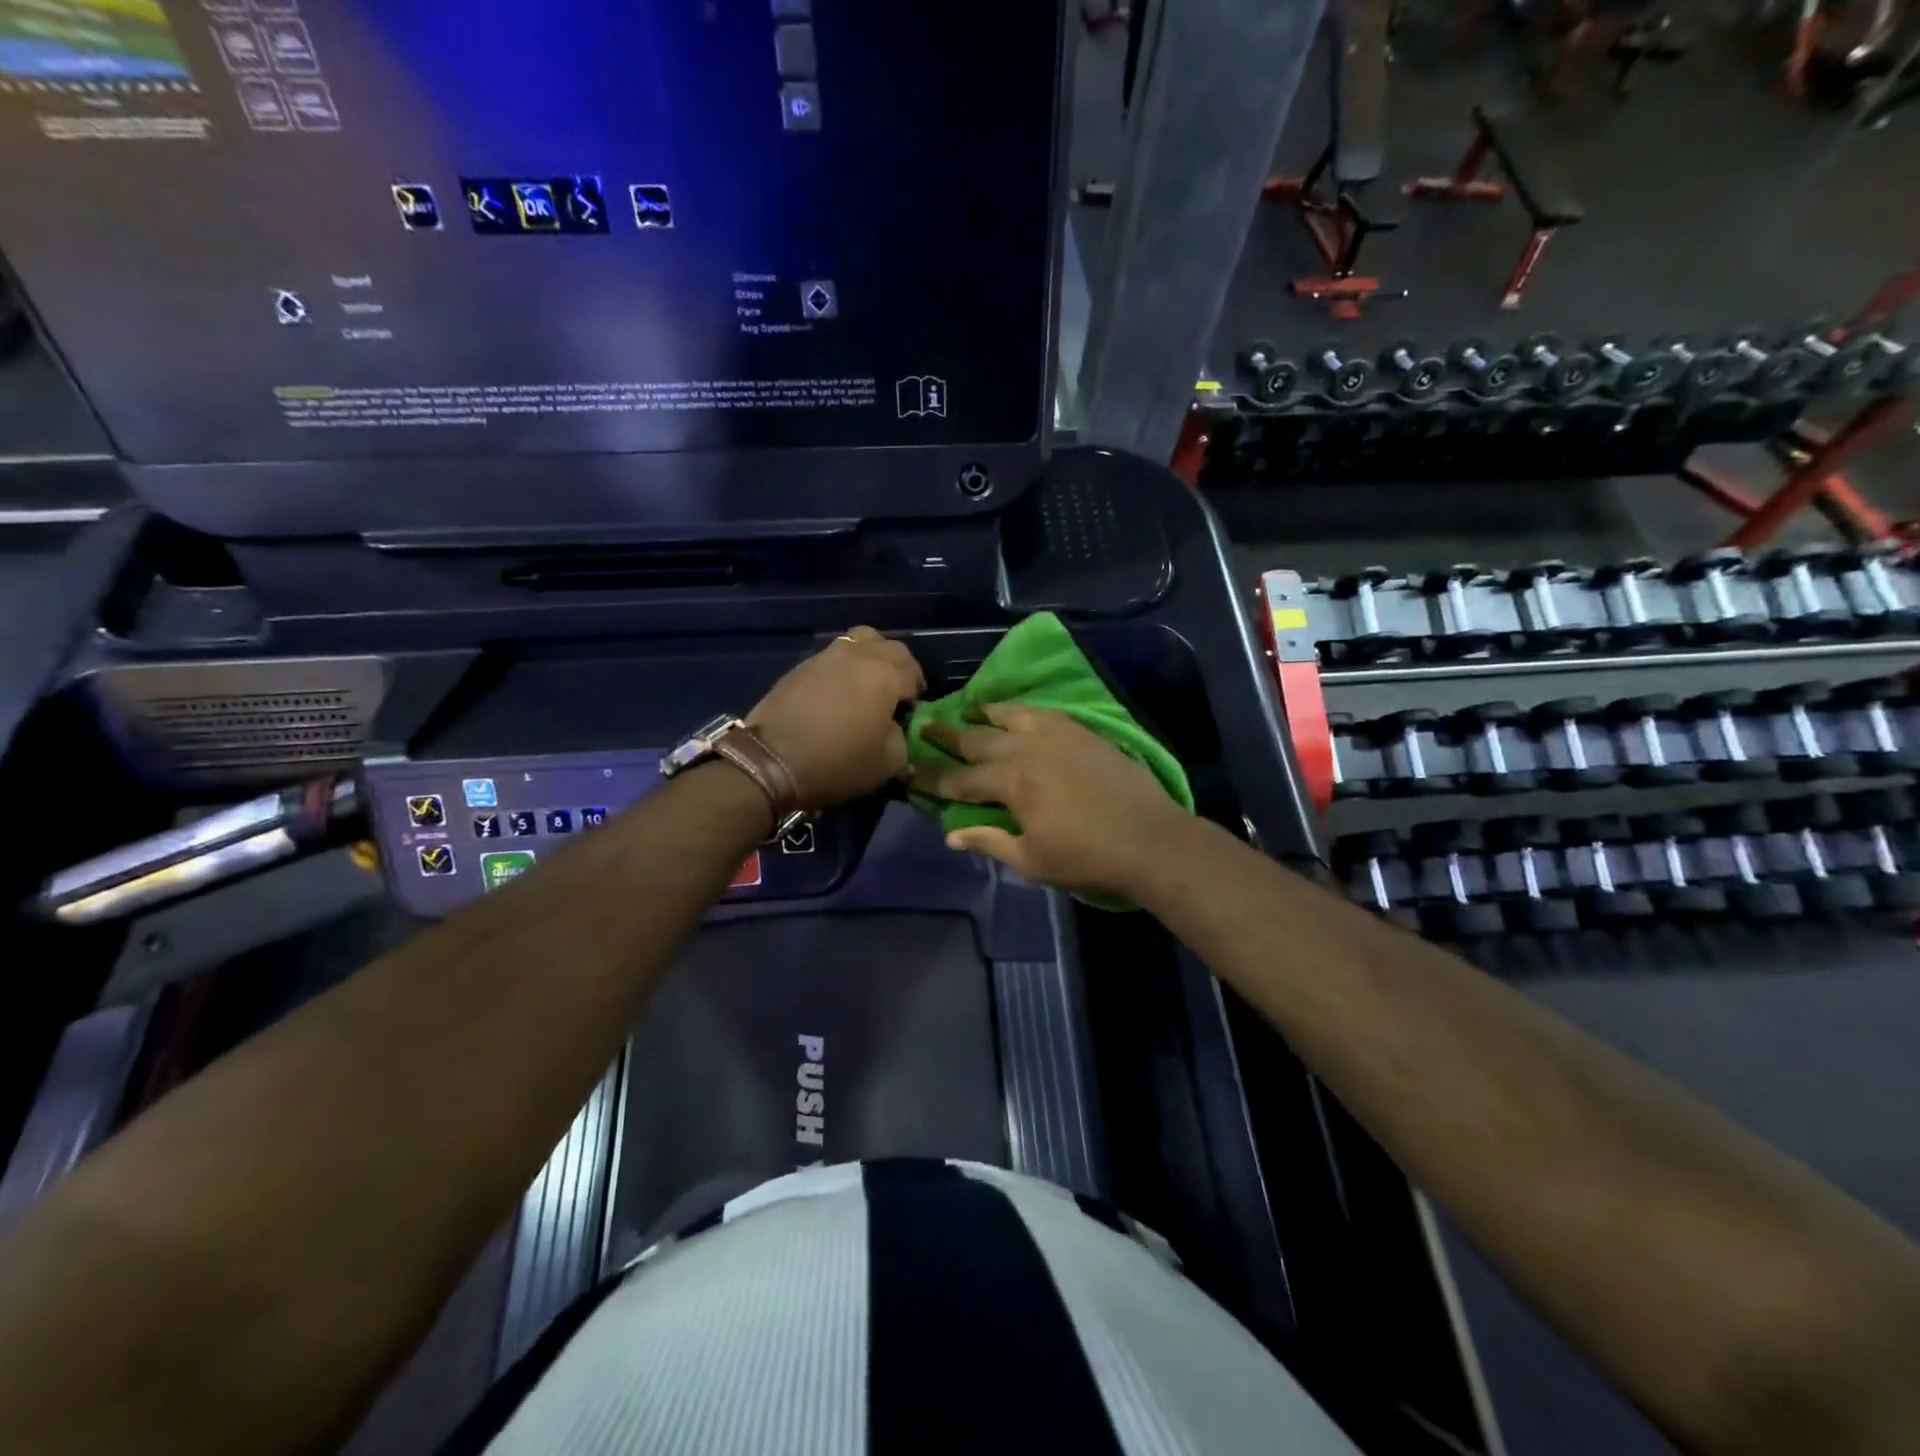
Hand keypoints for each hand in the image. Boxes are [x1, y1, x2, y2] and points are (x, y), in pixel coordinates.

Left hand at [748, 628, 924, 809]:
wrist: (771, 761)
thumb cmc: (838, 761)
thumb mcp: (889, 763)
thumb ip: (902, 739)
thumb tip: (894, 729)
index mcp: (885, 673)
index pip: (914, 670)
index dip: (916, 692)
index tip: (909, 713)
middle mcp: (857, 654)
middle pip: (888, 647)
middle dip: (896, 668)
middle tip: (891, 697)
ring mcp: (825, 656)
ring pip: (858, 644)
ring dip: (867, 662)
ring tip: (862, 692)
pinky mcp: (799, 667)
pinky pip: (831, 660)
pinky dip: (840, 672)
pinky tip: (833, 699)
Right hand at [917, 703, 1189, 900]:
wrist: (1150, 839)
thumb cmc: (1087, 857)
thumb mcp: (1032, 860)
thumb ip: (990, 842)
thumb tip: (951, 834)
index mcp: (1012, 784)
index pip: (960, 780)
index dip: (933, 779)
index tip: (909, 772)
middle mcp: (1027, 750)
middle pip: (978, 740)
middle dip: (947, 736)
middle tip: (925, 725)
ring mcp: (1056, 735)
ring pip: (1010, 716)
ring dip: (984, 713)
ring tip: (968, 708)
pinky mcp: (1080, 731)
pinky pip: (1042, 712)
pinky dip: (1021, 710)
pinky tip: (1016, 712)